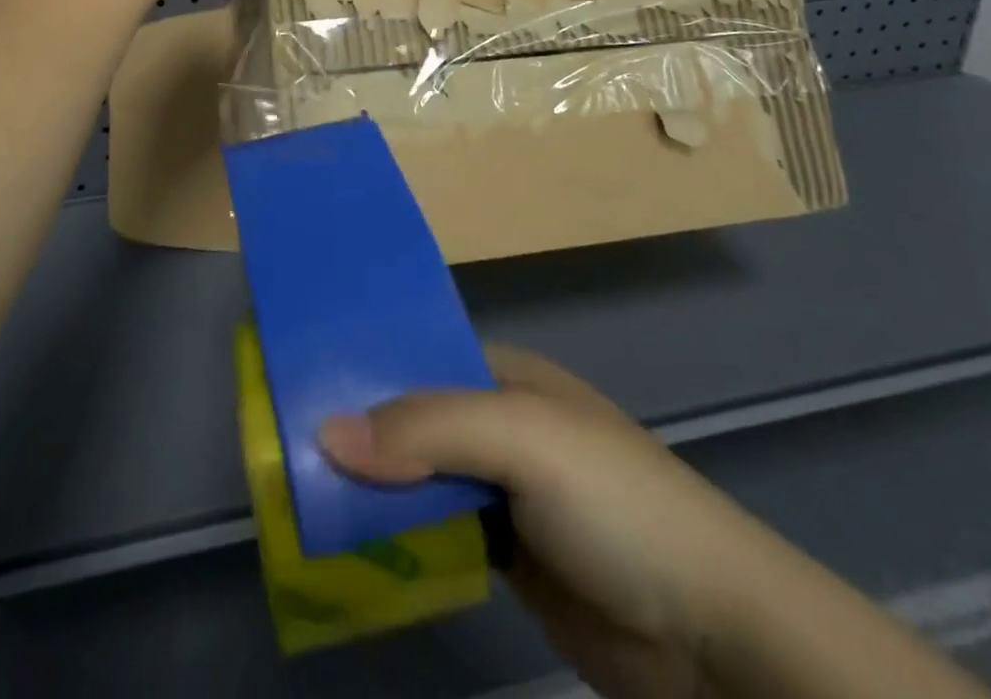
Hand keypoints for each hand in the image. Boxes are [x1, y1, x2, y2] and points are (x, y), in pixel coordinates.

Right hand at [320, 346, 753, 698]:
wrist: (709, 632)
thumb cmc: (614, 502)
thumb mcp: (520, 441)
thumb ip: (425, 430)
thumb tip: (326, 432)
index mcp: (504, 377)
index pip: (419, 359)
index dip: (362, 368)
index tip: (298, 382)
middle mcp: (497, 425)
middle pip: (411, 420)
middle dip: (357, 432)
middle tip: (281, 445)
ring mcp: (500, 491)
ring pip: (417, 478)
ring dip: (370, 487)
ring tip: (296, 492)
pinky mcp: (502, 553)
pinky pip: (433, 534)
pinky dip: (396, 537)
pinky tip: (346, 542)